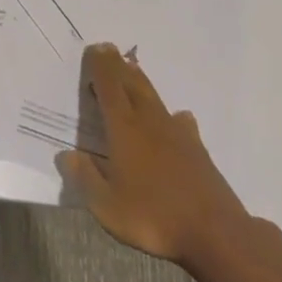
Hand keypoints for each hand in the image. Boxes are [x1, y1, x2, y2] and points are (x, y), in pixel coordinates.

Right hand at [62, 43, 251, 271]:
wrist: (215, 233)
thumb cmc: (154, 217)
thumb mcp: (107, 205)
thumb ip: (85, 178)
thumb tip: (65, 154)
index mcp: (124, 128)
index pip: (109, 87)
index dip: (100, 66)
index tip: (94, 48)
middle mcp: (149, 122)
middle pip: (132, 84)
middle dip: (118, 66)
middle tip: (109, 50)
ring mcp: (177, 134)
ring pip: (155, 98)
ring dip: (141, 82)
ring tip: (133, 71)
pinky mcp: (198, 150)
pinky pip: (181, 122)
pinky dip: (174, 116)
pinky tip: (178, 118)